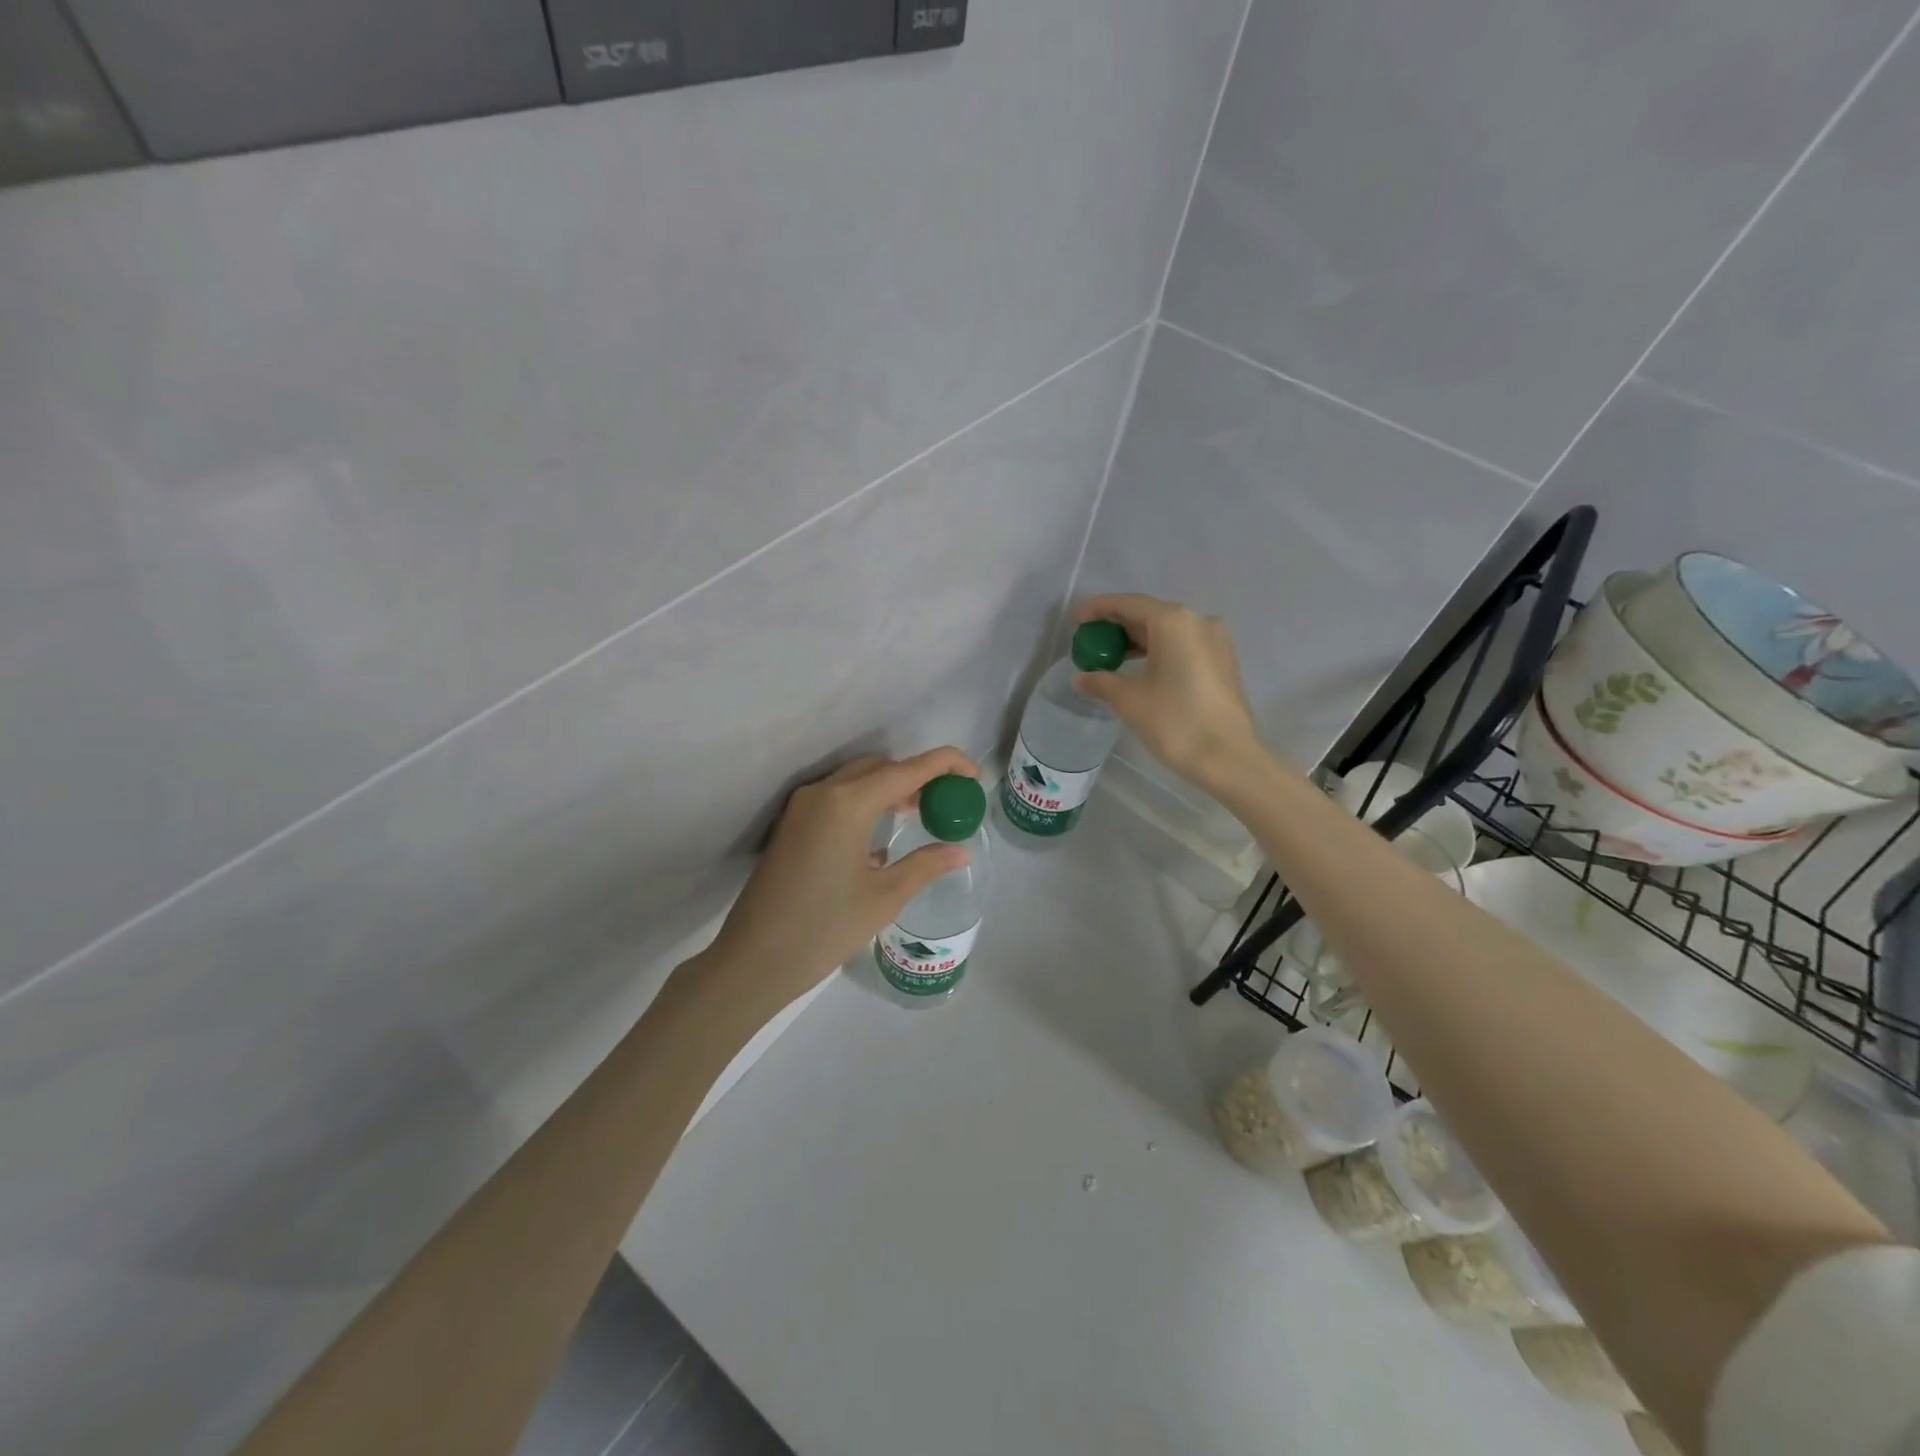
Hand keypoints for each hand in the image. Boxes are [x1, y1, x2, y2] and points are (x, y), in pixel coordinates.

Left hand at [699, 748, 980, 1017]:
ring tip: (918, 816)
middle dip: (917, 777)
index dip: (946, 765)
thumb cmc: (825, 928)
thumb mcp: (885, 897)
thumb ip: (926, 865)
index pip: (908, 769)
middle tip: (944, 803)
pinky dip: (866, 803)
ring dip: (890, 789)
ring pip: (857, 780)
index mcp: (848, 802)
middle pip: (881, 767)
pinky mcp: (792, 825)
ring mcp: (802, 807)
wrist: (754, 959)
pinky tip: (880, 838)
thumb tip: (962, 851)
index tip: (973, 776)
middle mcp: (823, 792)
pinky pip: (837, 798)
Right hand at [1072, 594, 1262, 791]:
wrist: (1229, 758)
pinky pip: (1183, 645)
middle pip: (1148, 614)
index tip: (1075, 621)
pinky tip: (1140, 669)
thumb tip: (1082, 678)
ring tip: (1110, 658)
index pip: (1128, 604)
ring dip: (1137, 640)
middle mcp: (1197, 621)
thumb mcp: (1130, 700)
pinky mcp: (1223, 661)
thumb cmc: (1176, 722)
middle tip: (1090, 641)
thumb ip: (1101, 682)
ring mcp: (1215, 640)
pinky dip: (1158, 650)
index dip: (1098, 609)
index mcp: (1173, 622)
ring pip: (1167, 631)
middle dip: (1117, 626)